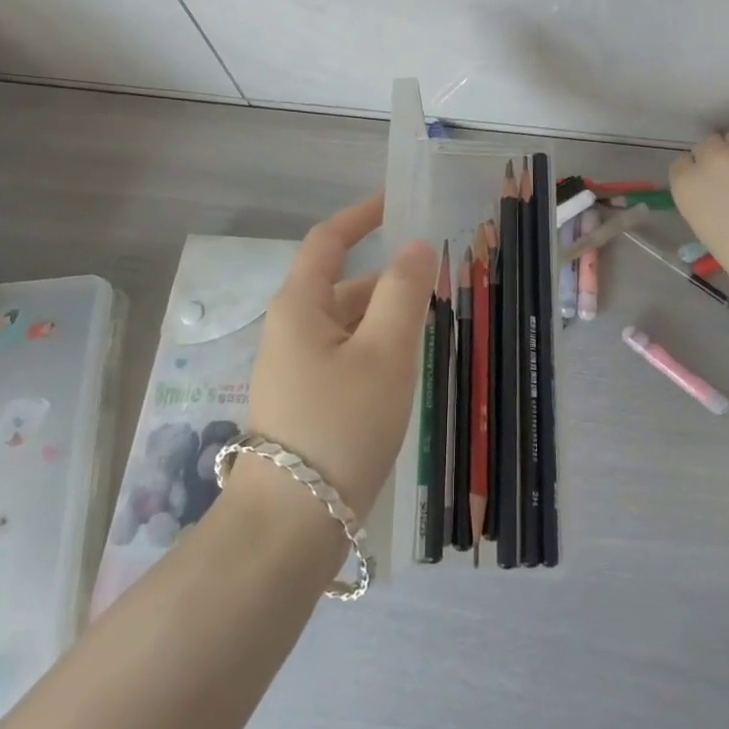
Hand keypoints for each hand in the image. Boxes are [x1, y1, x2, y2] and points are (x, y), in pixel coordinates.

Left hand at [244, 193, 437, 522]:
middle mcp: (291, 328)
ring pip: (347, 323)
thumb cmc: (340, 425)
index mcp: (300, 305)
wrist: (289, 527)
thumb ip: (404, 292)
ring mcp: (294, 368)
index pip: (329, 240)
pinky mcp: (305, 401)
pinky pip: (345, 354)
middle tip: (438, 279)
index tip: (397, 202)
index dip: (362, 215)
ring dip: (385, 316)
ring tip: (432, 324)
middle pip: (343, 283)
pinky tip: (404, 369)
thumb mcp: (384, 352)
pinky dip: (376, 347)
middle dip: (388, 277)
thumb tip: (415, 247)